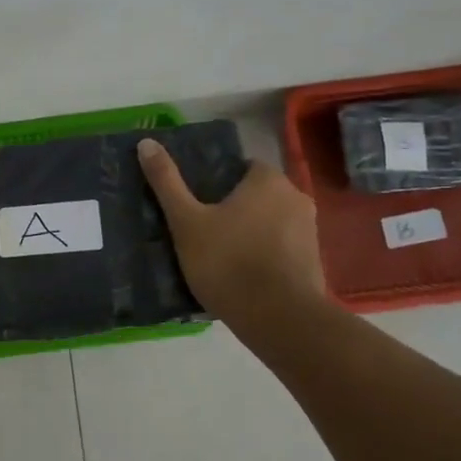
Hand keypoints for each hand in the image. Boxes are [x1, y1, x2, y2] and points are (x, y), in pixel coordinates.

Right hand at [138, 140, 325, 328]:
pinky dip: (266, 256)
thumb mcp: (186, 222)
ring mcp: (310, 231)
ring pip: (271, 223)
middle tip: (205, 232)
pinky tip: (244, 277)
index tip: (198, 204)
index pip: (242, 167)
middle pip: (258, 195)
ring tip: (222, 257)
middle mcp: (296, 197)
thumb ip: (167, 182)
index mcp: (268, 180)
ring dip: (252, 233)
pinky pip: (282, 249)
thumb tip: (146, 142)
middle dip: (236, 209)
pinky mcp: (314, 262)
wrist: (278, 318)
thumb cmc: (227, 262)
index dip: (218, 183)